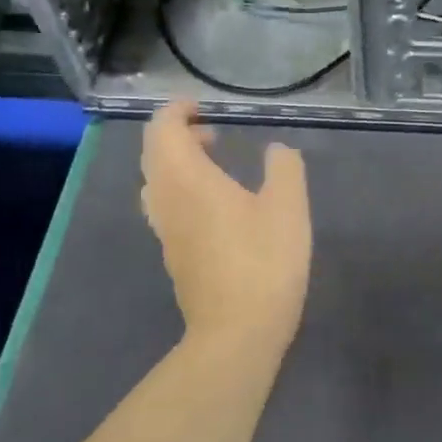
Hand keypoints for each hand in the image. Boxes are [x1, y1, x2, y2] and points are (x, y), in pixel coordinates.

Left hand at [141, 102, 312, 347]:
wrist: (236, 335)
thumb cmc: (263, 263)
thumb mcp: (288, 207)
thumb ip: (284, 168)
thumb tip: (276, 150)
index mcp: (188, 180)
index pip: (162, 130)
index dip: (177, 111)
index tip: (203, 106)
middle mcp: (166, 200)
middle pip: (153, 154)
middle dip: (176, 134)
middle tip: (212, 132)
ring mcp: (165, 230)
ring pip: (155, 182)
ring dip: (176, 162)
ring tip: (213, 162)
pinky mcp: (172, 254)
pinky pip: (164, 205)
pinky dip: (180, 187)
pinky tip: (215, 202)